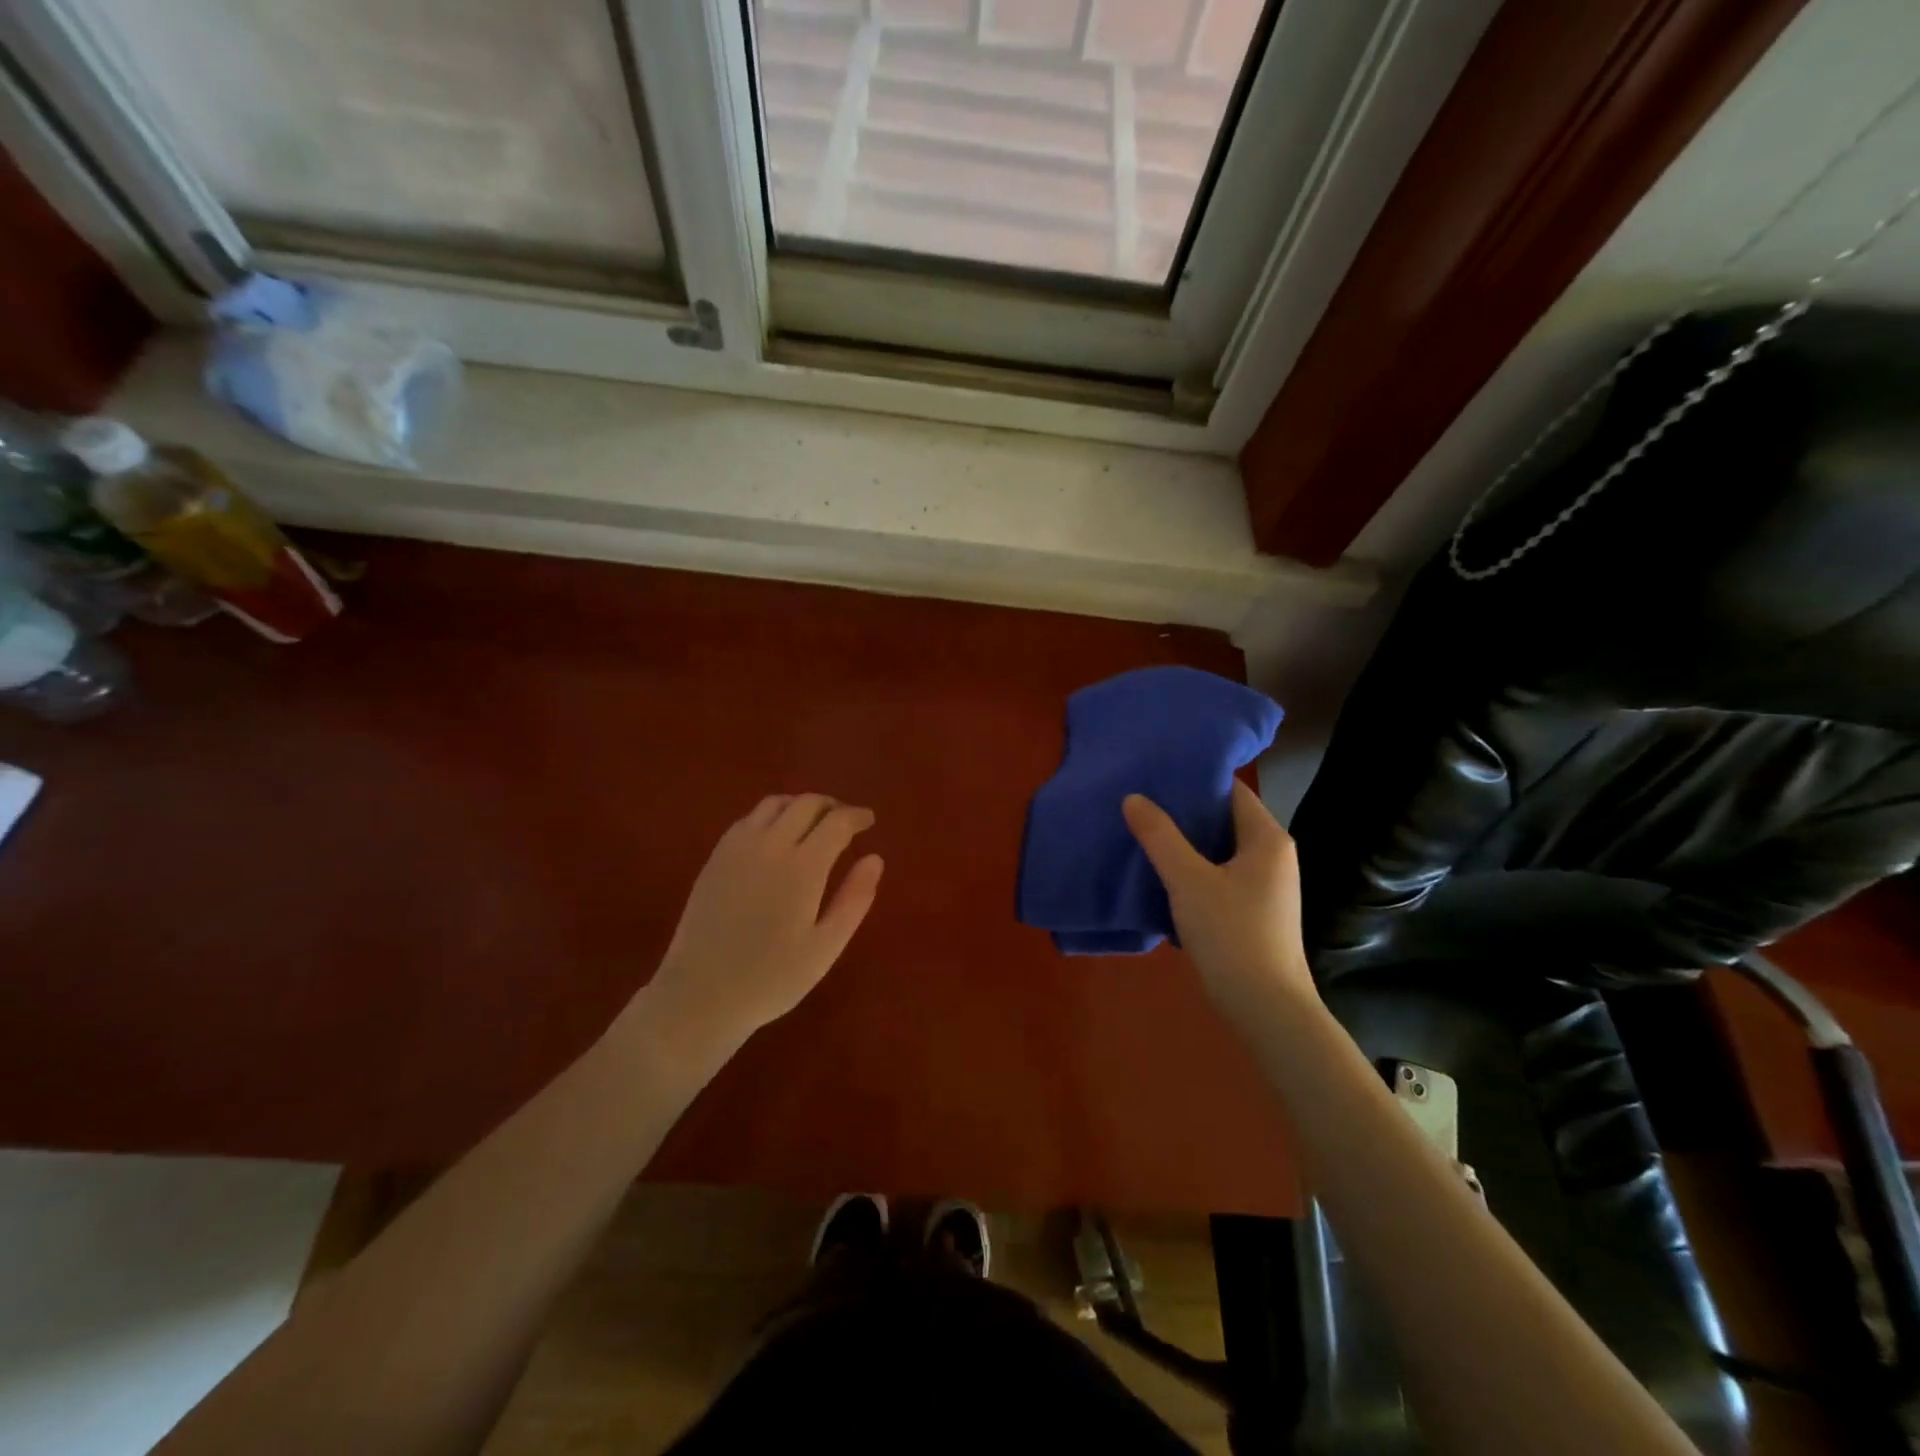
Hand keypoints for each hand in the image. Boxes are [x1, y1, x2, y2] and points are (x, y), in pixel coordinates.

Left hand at [640, 794, 883, 1058]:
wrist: (700, 995)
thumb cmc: (772, 978)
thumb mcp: (825, 947)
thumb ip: (854, 899)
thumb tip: (875, 858)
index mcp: (803, 867)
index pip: (836, 822)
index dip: (857, 816)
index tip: (869, 820)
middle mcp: (770, 845)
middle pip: (806, 804)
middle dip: (832, 805)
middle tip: (846, 820)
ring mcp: (738, 848)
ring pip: (775, 804)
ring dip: (800, 805)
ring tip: (813, 823)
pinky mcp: (716, 857)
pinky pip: (749, 818)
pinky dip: (772, 814)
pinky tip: (776, 835)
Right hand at [1123, 781, 1314, 1028]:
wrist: (1267, 1009)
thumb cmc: (1232, 934)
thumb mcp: (1188, 880)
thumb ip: (1159, 836)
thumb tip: (1133, 798)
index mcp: (1266, 838)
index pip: (1231, 790)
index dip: (1195, 779)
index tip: (1156, 773)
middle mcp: (1272, 855)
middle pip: (1224, 819)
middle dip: (1184, 811)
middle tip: (1140, 800)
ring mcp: (1265, 886)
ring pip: (1219, 850)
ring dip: (1185, 843)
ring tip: (1142, 831)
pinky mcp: (1253, 911)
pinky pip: (1219, 875)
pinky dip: (1193, 869)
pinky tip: (1160, 873)